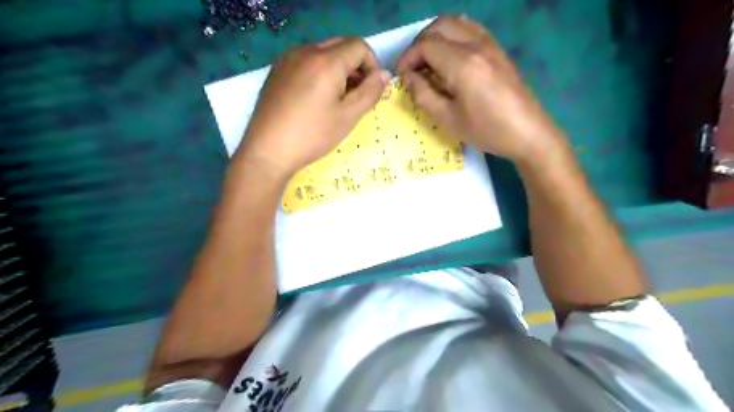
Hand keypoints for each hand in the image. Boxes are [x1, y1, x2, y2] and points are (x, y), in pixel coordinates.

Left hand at [239, 39, 391, 177]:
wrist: (268, 150)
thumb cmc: (312, 135)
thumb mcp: (348, 117)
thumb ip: (370, 92)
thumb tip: (384, 74)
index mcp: (326, 61)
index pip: (359, 46)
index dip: (373, 64)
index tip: (372, 88)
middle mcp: (305, 51)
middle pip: (341, 45)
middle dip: (356, 65)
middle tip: (357, 93)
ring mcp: (288, 59)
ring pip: (323, 51)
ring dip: (338, 67)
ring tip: (337, 97)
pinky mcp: (277, 70)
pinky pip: (306, 60)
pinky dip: (320, 70)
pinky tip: (316, 97)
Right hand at [397, 15, 565, 164]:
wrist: (528, 133)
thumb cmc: (487, 130)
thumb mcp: (448, 119)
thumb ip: (423, 95)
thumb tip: (408, 78)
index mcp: (462, 64)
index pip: (425, 46)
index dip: (407, 58)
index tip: (401, 77)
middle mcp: (476, 45)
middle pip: (438, 27)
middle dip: (419, 44)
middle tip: (412, 68)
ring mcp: (490, 44)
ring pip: (455, 23)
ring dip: (436, 37)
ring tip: (429, 61)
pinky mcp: (498, 50)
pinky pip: (471, 28)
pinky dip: (454, 34)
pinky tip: (450, 54)